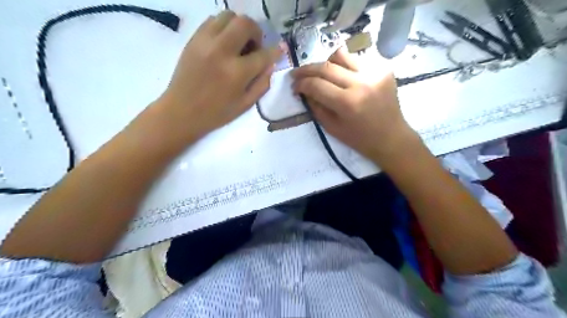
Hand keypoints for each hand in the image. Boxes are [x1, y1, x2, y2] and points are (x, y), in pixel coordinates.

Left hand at [155, 11, 281, 142]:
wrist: (181, 111)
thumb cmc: (216, 113)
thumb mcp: (245, 104)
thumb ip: (262, 84)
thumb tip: (270, 65)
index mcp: (237, 73)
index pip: (263, 54)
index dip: (275, 52)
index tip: (278, 51)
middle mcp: (222, 51)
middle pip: (246, 24)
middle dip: (256, 32)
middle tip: (254, 47)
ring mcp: (205, 42)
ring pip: (228, 16)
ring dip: (239, 27)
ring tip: (238, 43)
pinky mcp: (193, 39)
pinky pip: (212, 20)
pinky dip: (223, 27)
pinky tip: (224, 43)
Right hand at [293, 46, 419, 167]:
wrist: (391, 137)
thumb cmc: (360, 139)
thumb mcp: (332, 128)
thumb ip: (316, 106)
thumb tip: (304, 90)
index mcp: (347, 103)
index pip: (316, 84)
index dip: (300, 84)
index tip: (294, 86)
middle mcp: (361, 83)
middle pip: (326, 66)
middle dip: (307, 69)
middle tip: (297, 74)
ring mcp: (375, 72)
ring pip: (341, 55)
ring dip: (326, 63)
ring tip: (321, 73)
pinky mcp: (384, 68)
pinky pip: (357, 59)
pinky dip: (345, 66)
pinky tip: (344, 77)